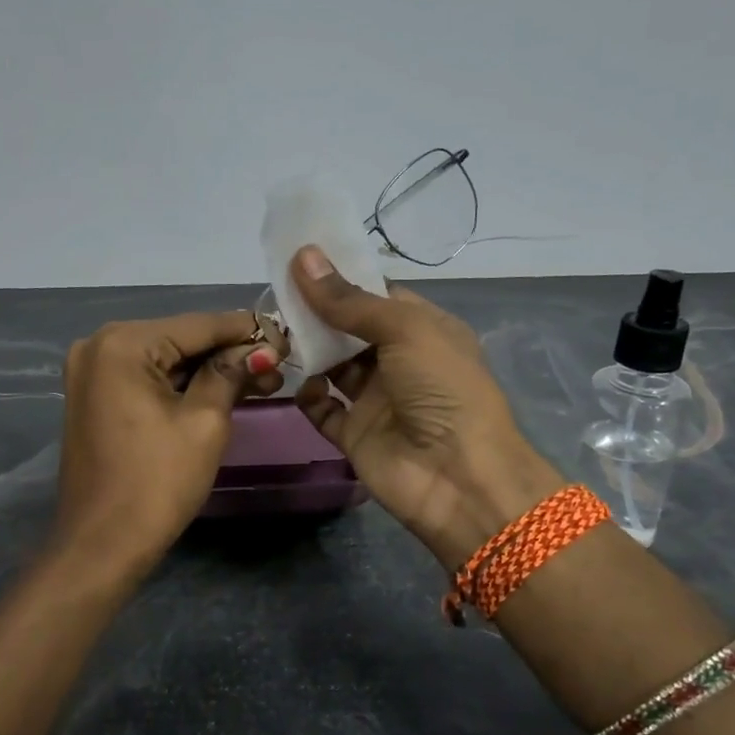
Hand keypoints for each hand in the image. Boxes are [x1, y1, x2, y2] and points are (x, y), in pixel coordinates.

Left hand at [54, 311, 280, 578]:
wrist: (103, 545)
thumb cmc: (157, 483)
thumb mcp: (204, 422)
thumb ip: (230, 373)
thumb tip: (259, 348)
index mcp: (122, 344)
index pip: (198, 325)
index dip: (247, 331)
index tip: (287, 336)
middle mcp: (99, 345)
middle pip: (181, 340)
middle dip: (230, 353)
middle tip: (279, 365)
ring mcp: (92, 372)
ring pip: (166, 361)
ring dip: (210, 371)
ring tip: (263, 380)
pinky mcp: (95, 397)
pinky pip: (148, 380)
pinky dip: (183, 386)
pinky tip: (224, 390)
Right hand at [288, 246, 564, 570]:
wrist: (458, 477)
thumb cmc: (443, 389)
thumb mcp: (404, 330)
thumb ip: (350, 301)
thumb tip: (304, 257)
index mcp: (425, 330)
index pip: (378, 297)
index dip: (342, 280)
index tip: (300, 262)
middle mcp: (400, 362)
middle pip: (350, 330)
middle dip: (318, 314)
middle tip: (276, 296)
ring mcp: (377, 400)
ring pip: (333, 367)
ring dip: (308, 351)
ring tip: (276, 335)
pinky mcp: (355, 434)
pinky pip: (323, 409)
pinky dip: (307, 396)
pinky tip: (296, 383)